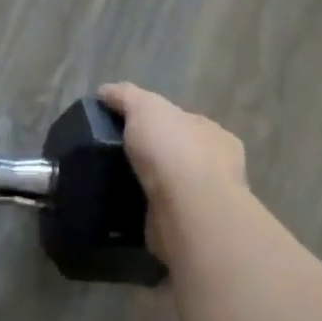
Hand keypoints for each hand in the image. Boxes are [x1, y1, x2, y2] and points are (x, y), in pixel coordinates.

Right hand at [98, 82, 249, 257]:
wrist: (187, 210)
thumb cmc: (173, 151)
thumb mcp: (145, 108)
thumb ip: (126, 97)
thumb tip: (105, 91)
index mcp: (213, 134)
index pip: (183, 122)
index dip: (156, 121)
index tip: (126, 127)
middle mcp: (216, 167)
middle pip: (177, 154)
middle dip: (153, 156)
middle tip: (116, 158)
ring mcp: (205, 200)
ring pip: (171, 187)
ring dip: (148, 186)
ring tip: (113, 185)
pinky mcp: (189, 228)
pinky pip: (161, 214)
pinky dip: (143, 211)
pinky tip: (121, 209)